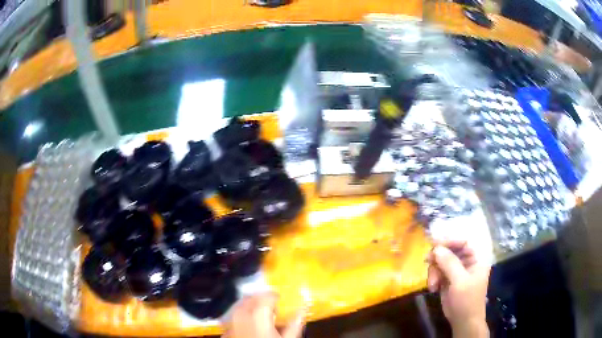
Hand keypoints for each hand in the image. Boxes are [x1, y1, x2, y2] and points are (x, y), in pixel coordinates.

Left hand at [223, 293, 304, 337]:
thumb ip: (295, 324)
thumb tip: (302, 310)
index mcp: (258, 315)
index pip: (266, 296)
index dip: (275, 297)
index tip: (281, 301)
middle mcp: (240, 316)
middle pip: (250, 299)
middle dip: (260, 300)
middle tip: (271, 308)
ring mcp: (230, 324)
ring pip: (238, 307)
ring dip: (249, 307)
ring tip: (260, 316)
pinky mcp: (225, 333)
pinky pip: (232, 319)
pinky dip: (240, 318)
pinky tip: (248, 327)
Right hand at [426, 241, 490, 337]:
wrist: (463, 321)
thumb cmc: (467, 300)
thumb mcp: (460, 282)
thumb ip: (450, 264)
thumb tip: (436, 248)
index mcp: (476, 259)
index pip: (463, 242)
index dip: (450, 241)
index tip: (434, 243)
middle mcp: (467, 262)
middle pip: (450, 251)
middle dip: (438, 258)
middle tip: (427, 261)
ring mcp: (456, 271)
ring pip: (441, 262)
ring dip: (434, 271)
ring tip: (432, 284)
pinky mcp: (448, 279)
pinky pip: (437, 272)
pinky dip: (433, 278)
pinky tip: (433, 289)